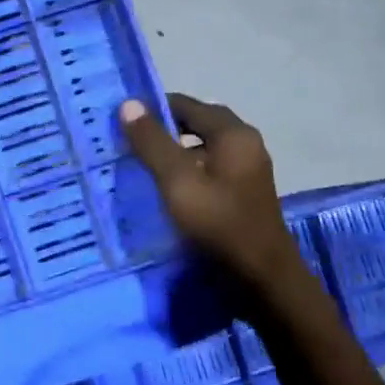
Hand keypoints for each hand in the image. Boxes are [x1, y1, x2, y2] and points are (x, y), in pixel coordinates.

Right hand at [120, 92, 302, 289]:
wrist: (262, 280)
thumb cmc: (218, 224)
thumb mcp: (177, 181)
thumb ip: (152, 142)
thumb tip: (128, 103)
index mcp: (233, 134)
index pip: (187, 105)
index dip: (153, 107)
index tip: (122, 118)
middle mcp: (245, 144)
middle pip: (197, 124)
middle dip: (163, 129)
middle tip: (128, 140)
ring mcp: (247, 171)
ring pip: (203, 149)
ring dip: (174, 152)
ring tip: (140, 164)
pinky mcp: (243, 195)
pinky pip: (210, 170)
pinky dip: (187, 172)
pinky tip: (166, 189)